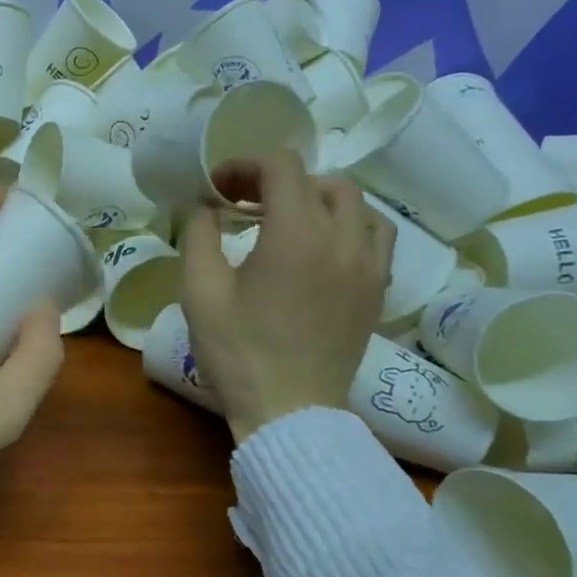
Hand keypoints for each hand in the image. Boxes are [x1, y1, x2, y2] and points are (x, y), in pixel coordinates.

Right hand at [180, 151, 393, 442]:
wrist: (288, 411)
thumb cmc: (237, 352)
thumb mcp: (199, 291)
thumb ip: (199, 235)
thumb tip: (202, 205)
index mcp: (296, 235)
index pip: (282, 168)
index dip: (244, 166)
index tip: (217, 188)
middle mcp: (343, 240)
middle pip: (321, 180)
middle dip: (277, 181)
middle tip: (243, 204)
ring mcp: (368, 266)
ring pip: (356, 205)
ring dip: (317, 199)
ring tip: (286, 220)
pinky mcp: (377, 291)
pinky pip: (376, 236)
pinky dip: (348, 225)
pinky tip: (322, 246)